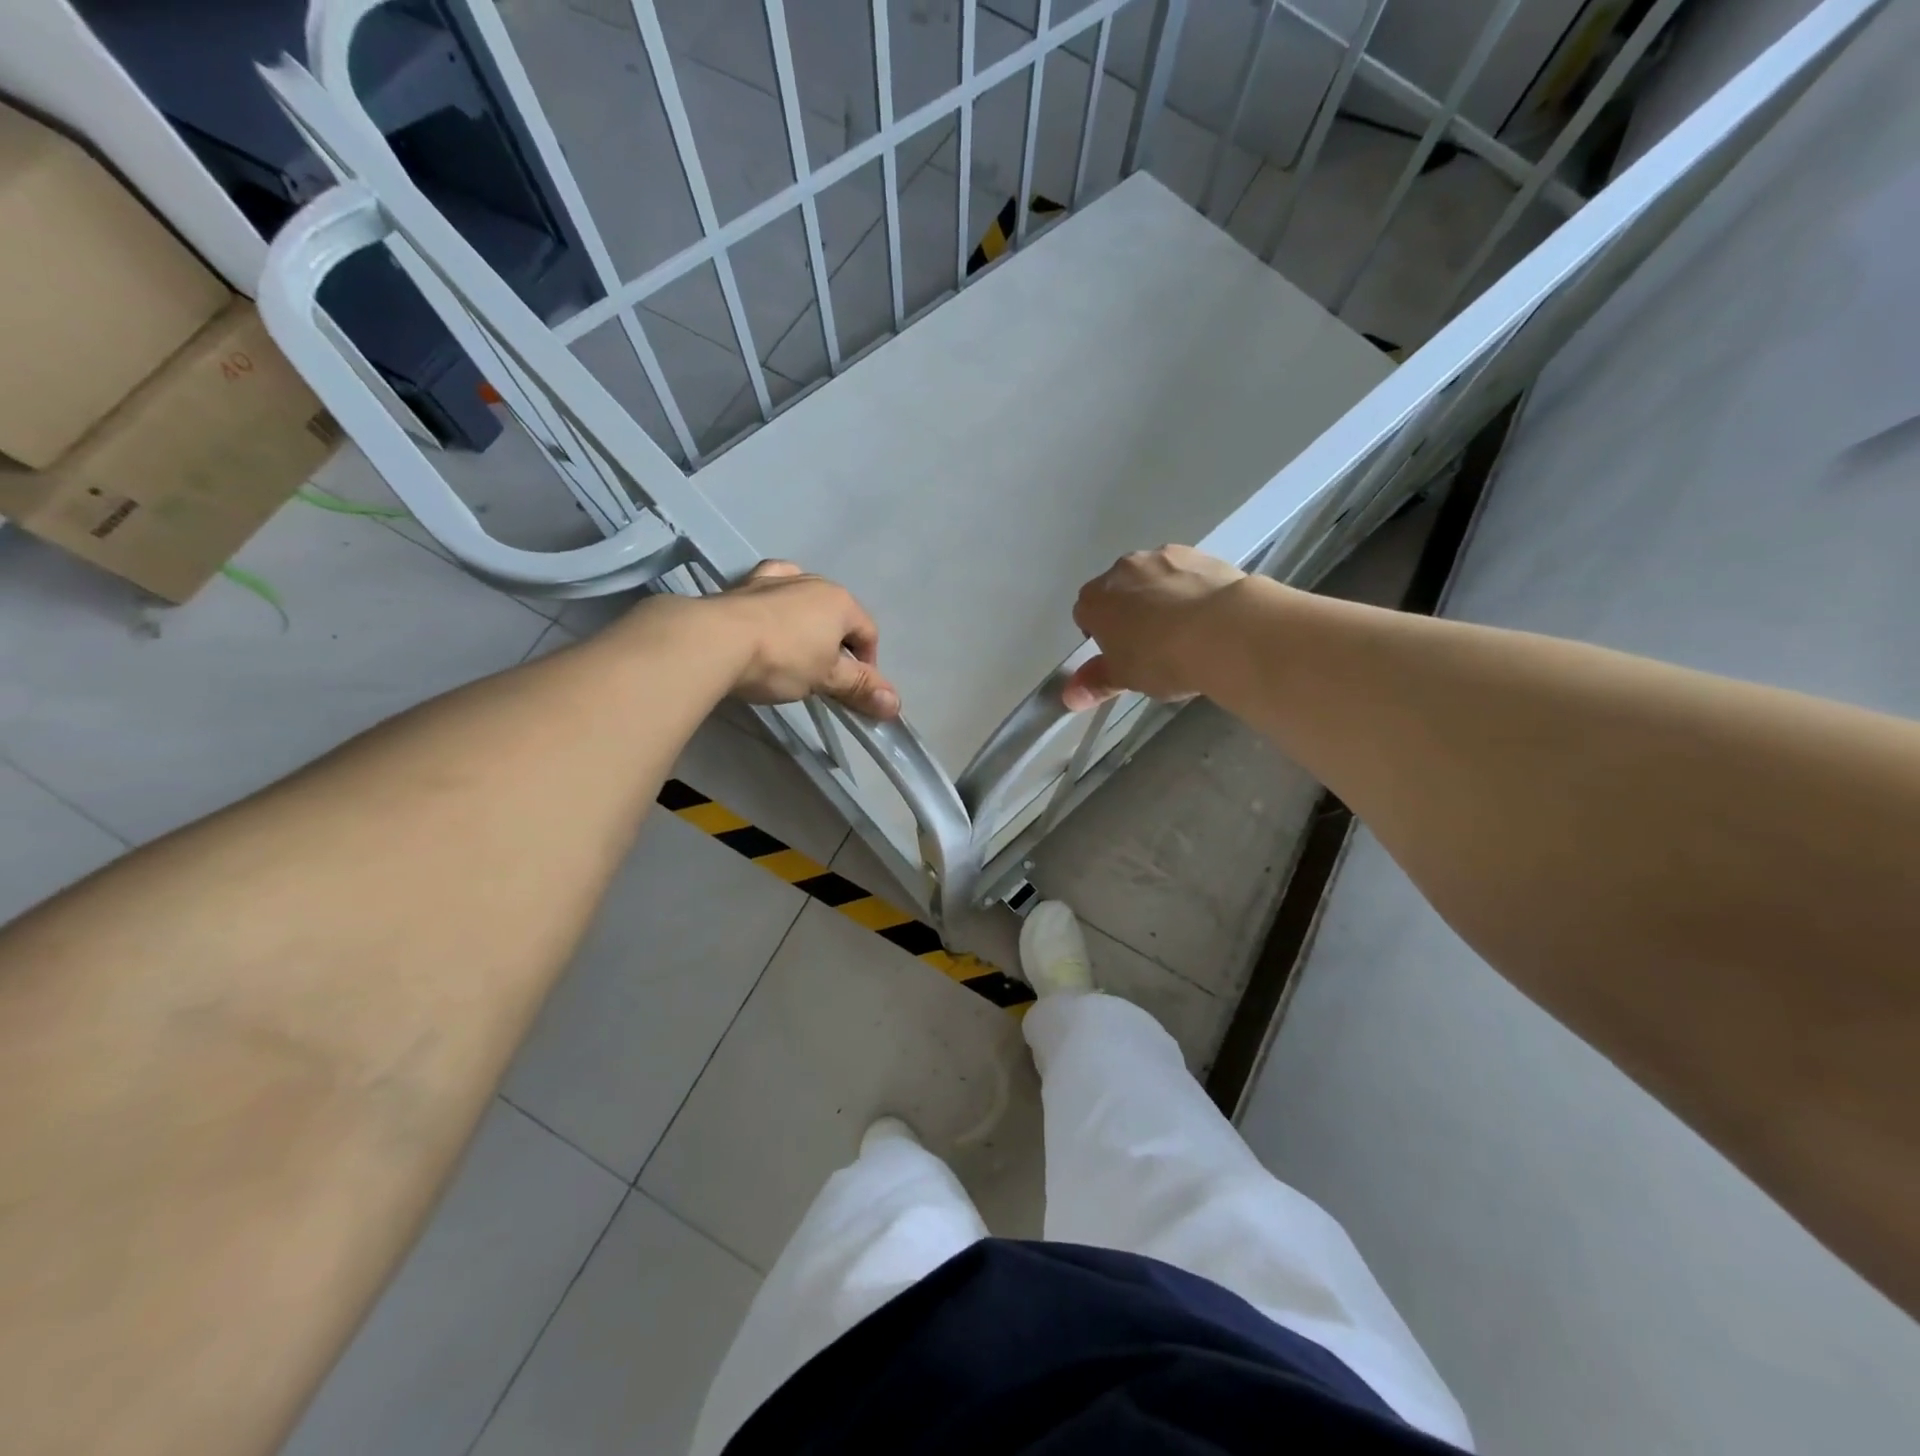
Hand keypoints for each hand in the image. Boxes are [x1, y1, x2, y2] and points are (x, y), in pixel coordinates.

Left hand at [714, 561, 900, 718]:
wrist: (713, 641)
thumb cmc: (782, 660)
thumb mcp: (826, 679)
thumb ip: (860, 688)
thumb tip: (896, 705)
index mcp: (839, 601)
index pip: (868, 632)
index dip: (868, 664)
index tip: (852, 691)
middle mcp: (811, 582)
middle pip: (837, 614)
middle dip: (837, 643)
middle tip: (823, 676)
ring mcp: (775, 579)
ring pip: (803, 597)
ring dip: (806, 620)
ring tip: (796, 649)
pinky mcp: (742, 586)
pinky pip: (770, 589)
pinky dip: (775, 602)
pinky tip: (768, 616)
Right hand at [1063, 546, 1246, 709]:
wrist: (1224, 630)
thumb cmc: (1161, 658)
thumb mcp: (1125, 678)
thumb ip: (1096, 682)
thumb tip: (1070, 696)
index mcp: (1095, 601)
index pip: (1085, 614)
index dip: (1100, 635)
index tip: (1120, 654)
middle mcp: (1122, 570)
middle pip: (1118, 590)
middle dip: (1129, 611)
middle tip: (1151, 643)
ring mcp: (1160, 556)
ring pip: (1151, 577)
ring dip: (1159, 595)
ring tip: (1184, 628)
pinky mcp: (1197, 553)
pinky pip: (1184, 572)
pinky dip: (1189, 587)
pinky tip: (1207, 612)